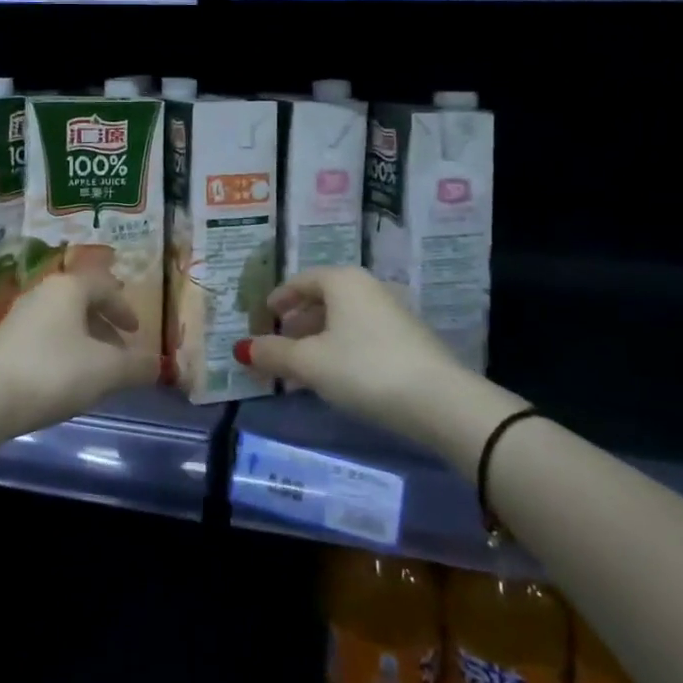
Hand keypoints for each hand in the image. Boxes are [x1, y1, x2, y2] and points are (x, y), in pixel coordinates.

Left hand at [0, 271, 153, 437]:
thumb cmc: (53, 373)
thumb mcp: (106, 371)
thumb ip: (136, 366)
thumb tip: (156, 364)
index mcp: (69, 288)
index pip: (105, 286)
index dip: (125, 308)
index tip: (136, 333)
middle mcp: (43, 293)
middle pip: (83, 302)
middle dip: (105, 327)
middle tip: (120, 353)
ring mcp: (20, 316)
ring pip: (63, 321)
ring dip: (84, 341)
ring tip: (95, 371)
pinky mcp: (4, 341)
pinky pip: (44, 338)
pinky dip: (63, 352)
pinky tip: (65, 380)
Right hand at [243, 266, 460, 437]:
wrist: (439, 401)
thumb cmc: (363, 369)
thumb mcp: (309, 364)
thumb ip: (274, 353)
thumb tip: (243, 349)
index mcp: (341, 281)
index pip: (301, 281)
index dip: (279, 299)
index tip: (264, 317)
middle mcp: (367, 287)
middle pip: (323, 299)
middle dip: (298, 322)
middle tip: (280, 345)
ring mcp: (391, 312)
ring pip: (343, 319)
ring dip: (319, 339)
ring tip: (303, 367)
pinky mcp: (408, 339)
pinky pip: (362, 335)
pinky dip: (342, 348)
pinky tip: (336, 377)